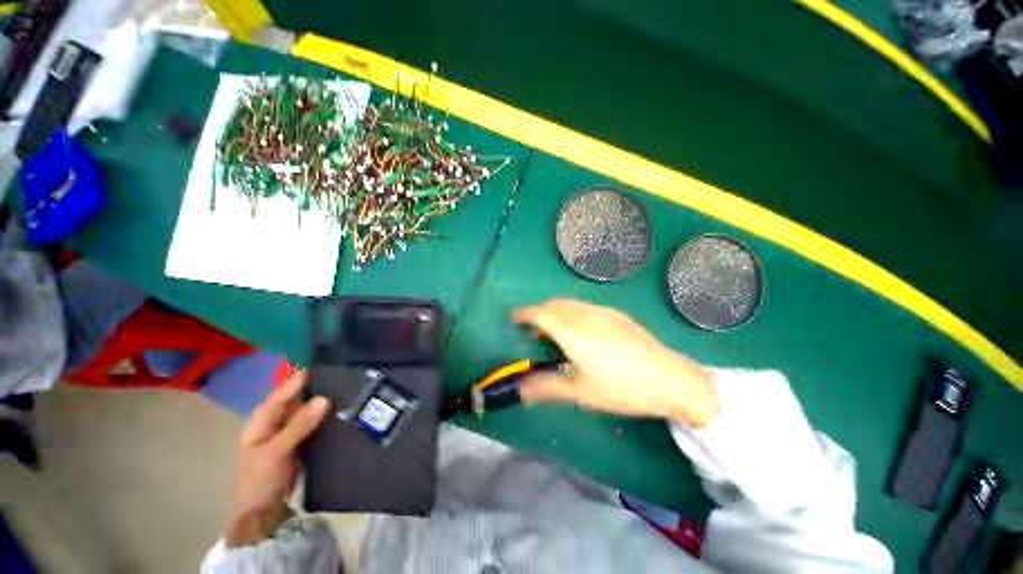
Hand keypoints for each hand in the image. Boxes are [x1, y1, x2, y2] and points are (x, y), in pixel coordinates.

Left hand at [226, 371, 330, 547]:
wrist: (265, 509)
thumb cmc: (262, 478)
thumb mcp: (277, 451)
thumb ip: (299, 425)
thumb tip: (325, 398)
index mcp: (263, 418)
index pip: (284, 392)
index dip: (301, 378)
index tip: (325, 365)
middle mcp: (277, 419)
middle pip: (298, 397)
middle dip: (318, 386)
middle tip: (345, 373)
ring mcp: (290, 429)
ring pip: (309, 408)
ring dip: (325, 399)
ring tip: (350, 386)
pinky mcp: (303, 438)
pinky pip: (317, 420)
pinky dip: (328, 414)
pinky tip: (344, 408)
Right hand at [513, 299, 717, 426]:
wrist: (670, 378)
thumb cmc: (622, 388)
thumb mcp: (581, 393)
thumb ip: (547, 388)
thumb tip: (520, 390)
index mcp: (573, 331)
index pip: (540, 314)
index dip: (524, 314)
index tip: (514, 318)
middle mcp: (585, 314)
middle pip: (553, 305)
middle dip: (538, 312)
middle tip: (531, 329)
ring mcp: (602, 311)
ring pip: (569, 303)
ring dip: (554, 311)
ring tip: (553, 331)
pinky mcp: (616, 314)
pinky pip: (584, 306)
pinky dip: (570, 312)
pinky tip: (579, 330)